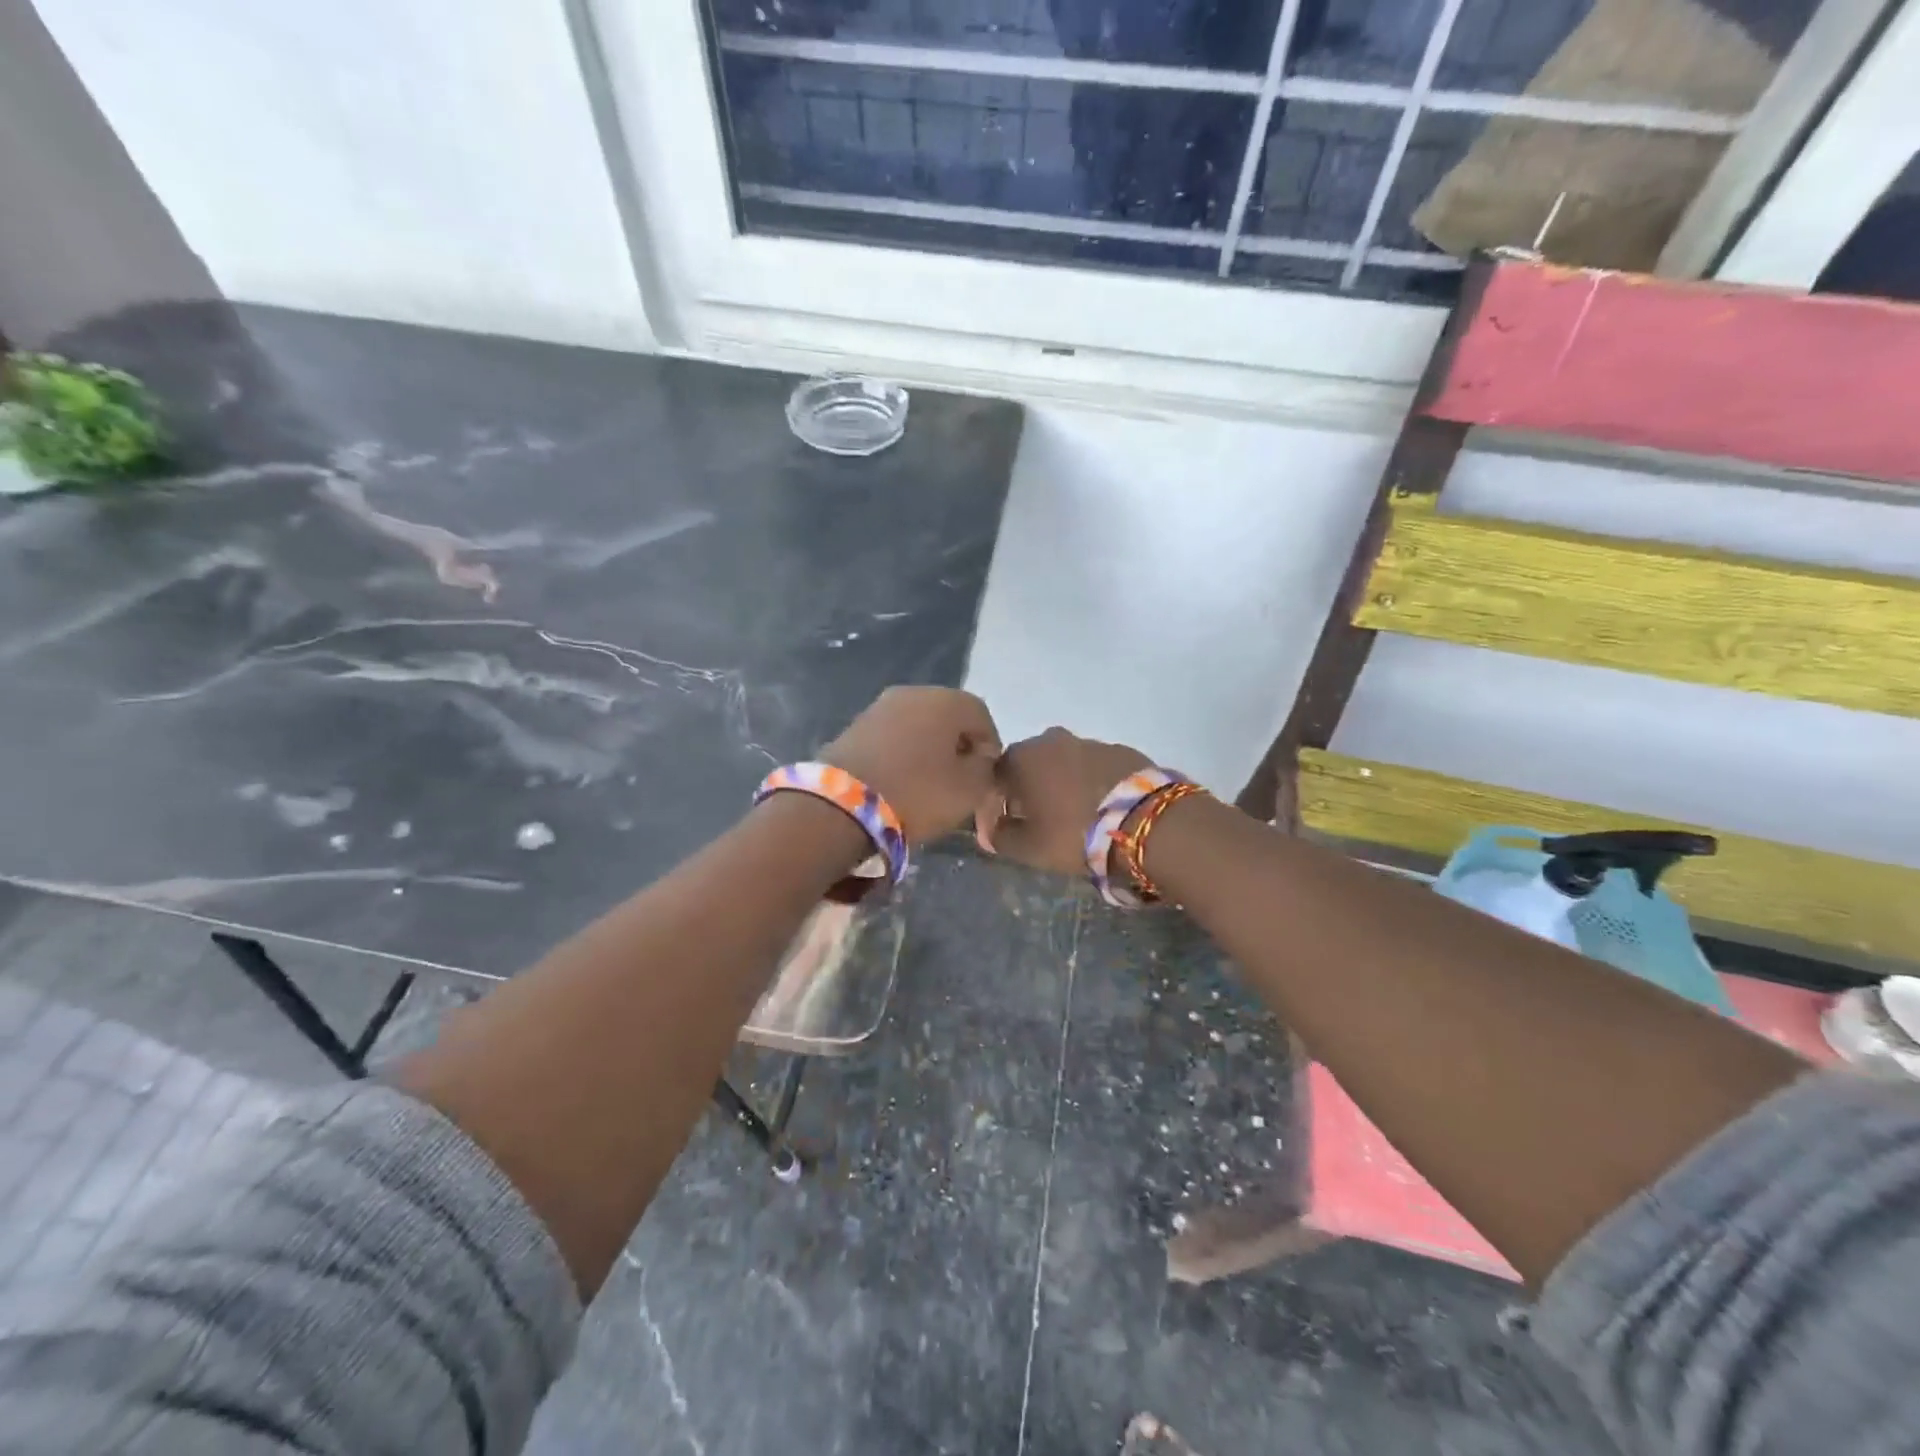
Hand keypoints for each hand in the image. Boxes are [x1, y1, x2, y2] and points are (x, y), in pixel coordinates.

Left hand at [822, 687, 1001, 842]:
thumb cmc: (918, 793)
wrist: (842, 805)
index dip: (989, 745)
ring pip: (918, 725)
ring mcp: (879, 707)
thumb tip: (979, 757)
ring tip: (929, 782)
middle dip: (958, 745)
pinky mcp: (854, 727)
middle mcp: (912, 693)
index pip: (981, 715)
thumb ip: (985, 768)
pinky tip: (901, 780)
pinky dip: (903, 753)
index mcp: (945, 700)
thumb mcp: (970, 789)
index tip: (986, 776)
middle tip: (960, 779)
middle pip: (947, 716)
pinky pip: (892, 737)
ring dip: (929, 749)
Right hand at [975, 727, 1151, 874]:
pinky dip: (1093, 781)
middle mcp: (1051, 740)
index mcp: (1022, 758)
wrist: (1142, 821)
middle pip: (1032, 764)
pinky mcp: (1121, 750)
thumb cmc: (1073, 833)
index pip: (996, 774)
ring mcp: (1089, 742)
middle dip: (1032, 787)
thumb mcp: (1029, 847)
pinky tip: (1103, 806)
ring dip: (1064, 782)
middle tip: (1042, 818)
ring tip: (1076, 813)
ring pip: (1066, 762)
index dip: (999, 799)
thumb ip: (1001, 837)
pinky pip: (1096, 766)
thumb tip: (989, 831)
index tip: (1009, 823)